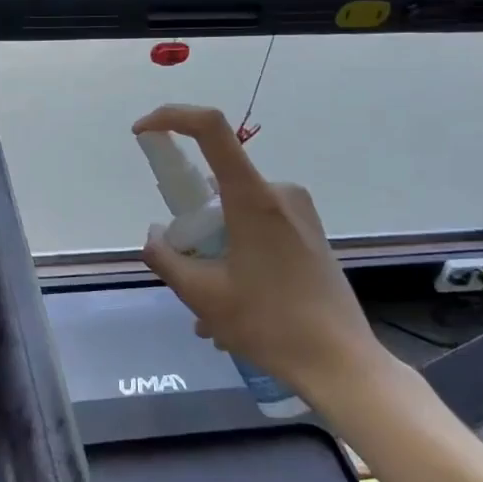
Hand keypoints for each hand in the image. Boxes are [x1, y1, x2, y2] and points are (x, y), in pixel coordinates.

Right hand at [133, 106, 393, 406]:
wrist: (341, 363)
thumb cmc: (270, 324)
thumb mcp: (202, 295)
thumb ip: (167, 258)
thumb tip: (156, 236)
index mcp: (252, 198)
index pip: (210, 129)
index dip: (171, 118)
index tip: (142, 133)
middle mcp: (278, 193)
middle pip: (216, 186)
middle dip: (192, 227)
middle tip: (186, 276)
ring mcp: (299, 213)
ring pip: (234, 216)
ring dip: (213, 253)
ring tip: (211, 314)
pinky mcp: (309, 233)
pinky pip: (256, 231)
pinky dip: (235, 258)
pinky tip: (235, 309)